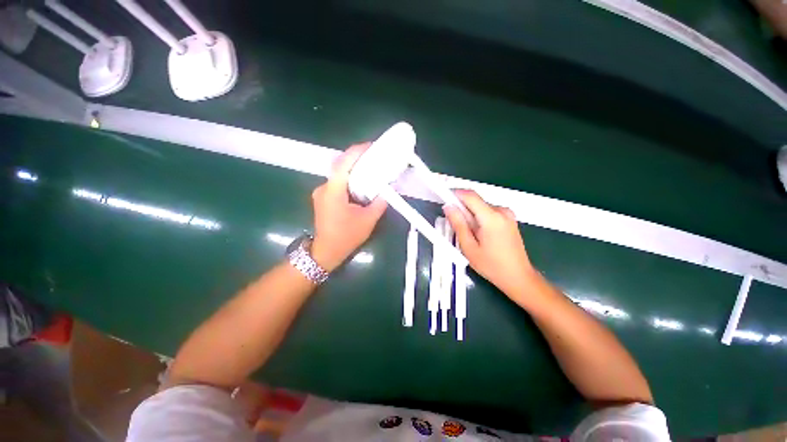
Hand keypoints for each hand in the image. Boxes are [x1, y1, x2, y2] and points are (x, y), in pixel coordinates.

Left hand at [311, 143, 387, 271]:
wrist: (326, 252)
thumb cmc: (346, 237)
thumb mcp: (368, 220)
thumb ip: (379, 203)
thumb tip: (388, 190)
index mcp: (333, 191)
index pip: (343, 163)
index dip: (356, 151)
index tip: (371, 146)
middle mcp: (324, 187)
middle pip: (340, 165)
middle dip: (357, 158)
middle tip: (374, 157)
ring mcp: (321, 193)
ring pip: (339, 174)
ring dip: (353, 169)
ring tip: (370, 169)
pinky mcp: (323, 198)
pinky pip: (337, 182)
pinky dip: (349, 179)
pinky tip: (361, 184)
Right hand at [443, 190, 534, 295]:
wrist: (518, 277)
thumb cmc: (491, 265)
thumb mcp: (469, 247)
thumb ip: (458, 224)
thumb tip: (448, 207)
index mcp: (491, 217)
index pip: (470, 196)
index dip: (455, 194)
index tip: (443, 199)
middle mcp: (502, 211)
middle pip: (475, 202)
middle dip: (462, 209)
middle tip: (454, 225)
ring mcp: (508, 215)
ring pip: (481, 207)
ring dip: (470, 215)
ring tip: (468, 234)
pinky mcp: (509, 219)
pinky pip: (489, 213)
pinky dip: (479, 219)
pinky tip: (479, 234)